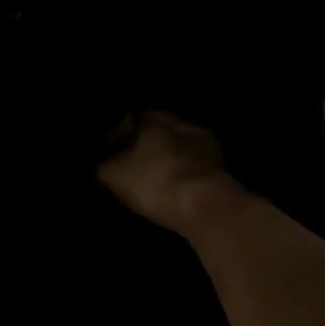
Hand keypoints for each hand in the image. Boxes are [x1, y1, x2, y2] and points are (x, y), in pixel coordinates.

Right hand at [97, 110, 242, 234]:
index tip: (110, 151)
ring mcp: (206, 146)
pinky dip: (185, 175)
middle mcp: (182, 124)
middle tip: (133, 164)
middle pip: (160, 131)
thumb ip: (104, 165)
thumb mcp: (114, 175)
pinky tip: (176, 189)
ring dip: (169, 160)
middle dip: (147, 146)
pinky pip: (195, 168)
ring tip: (155, 178)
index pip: (133, 118)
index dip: (119, 134)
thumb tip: (102, 164)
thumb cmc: (155, 181)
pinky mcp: (222, 169)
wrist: (207, 207)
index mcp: (155, 119)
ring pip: (180, 148)